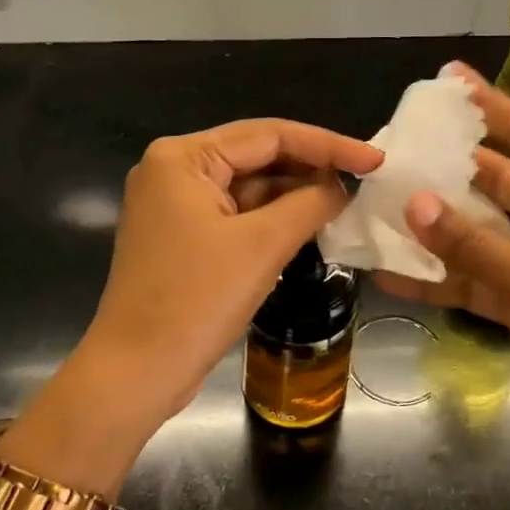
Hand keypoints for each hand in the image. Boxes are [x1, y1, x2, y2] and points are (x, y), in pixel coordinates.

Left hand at [76, 119, 382, 435]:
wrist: (135, 374)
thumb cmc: (196, 301)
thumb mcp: (262, 246)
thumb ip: (310, 204)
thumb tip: (341, 187)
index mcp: (182, 157)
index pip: (268, 135)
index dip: (327, 145)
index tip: (375, 159)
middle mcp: (172, 169)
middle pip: (257, 156)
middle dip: (310, 168)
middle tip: (364, 179)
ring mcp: (174, 203)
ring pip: (248, 186)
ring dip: (294, 194)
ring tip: (346, 202)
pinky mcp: (181, 235)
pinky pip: (236, 212)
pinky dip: (272, 218)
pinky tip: (309, 223)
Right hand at [374, 68, 509, 483]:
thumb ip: (476, 247)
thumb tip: (414, 202)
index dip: (494, 108)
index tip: (453, 80)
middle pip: (495, 186)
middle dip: (451, 170)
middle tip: (399, 152)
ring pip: (476, 237)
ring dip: (435, 227)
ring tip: (382, 208)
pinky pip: (470, 284)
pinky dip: (436, 280)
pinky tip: (390, 274)